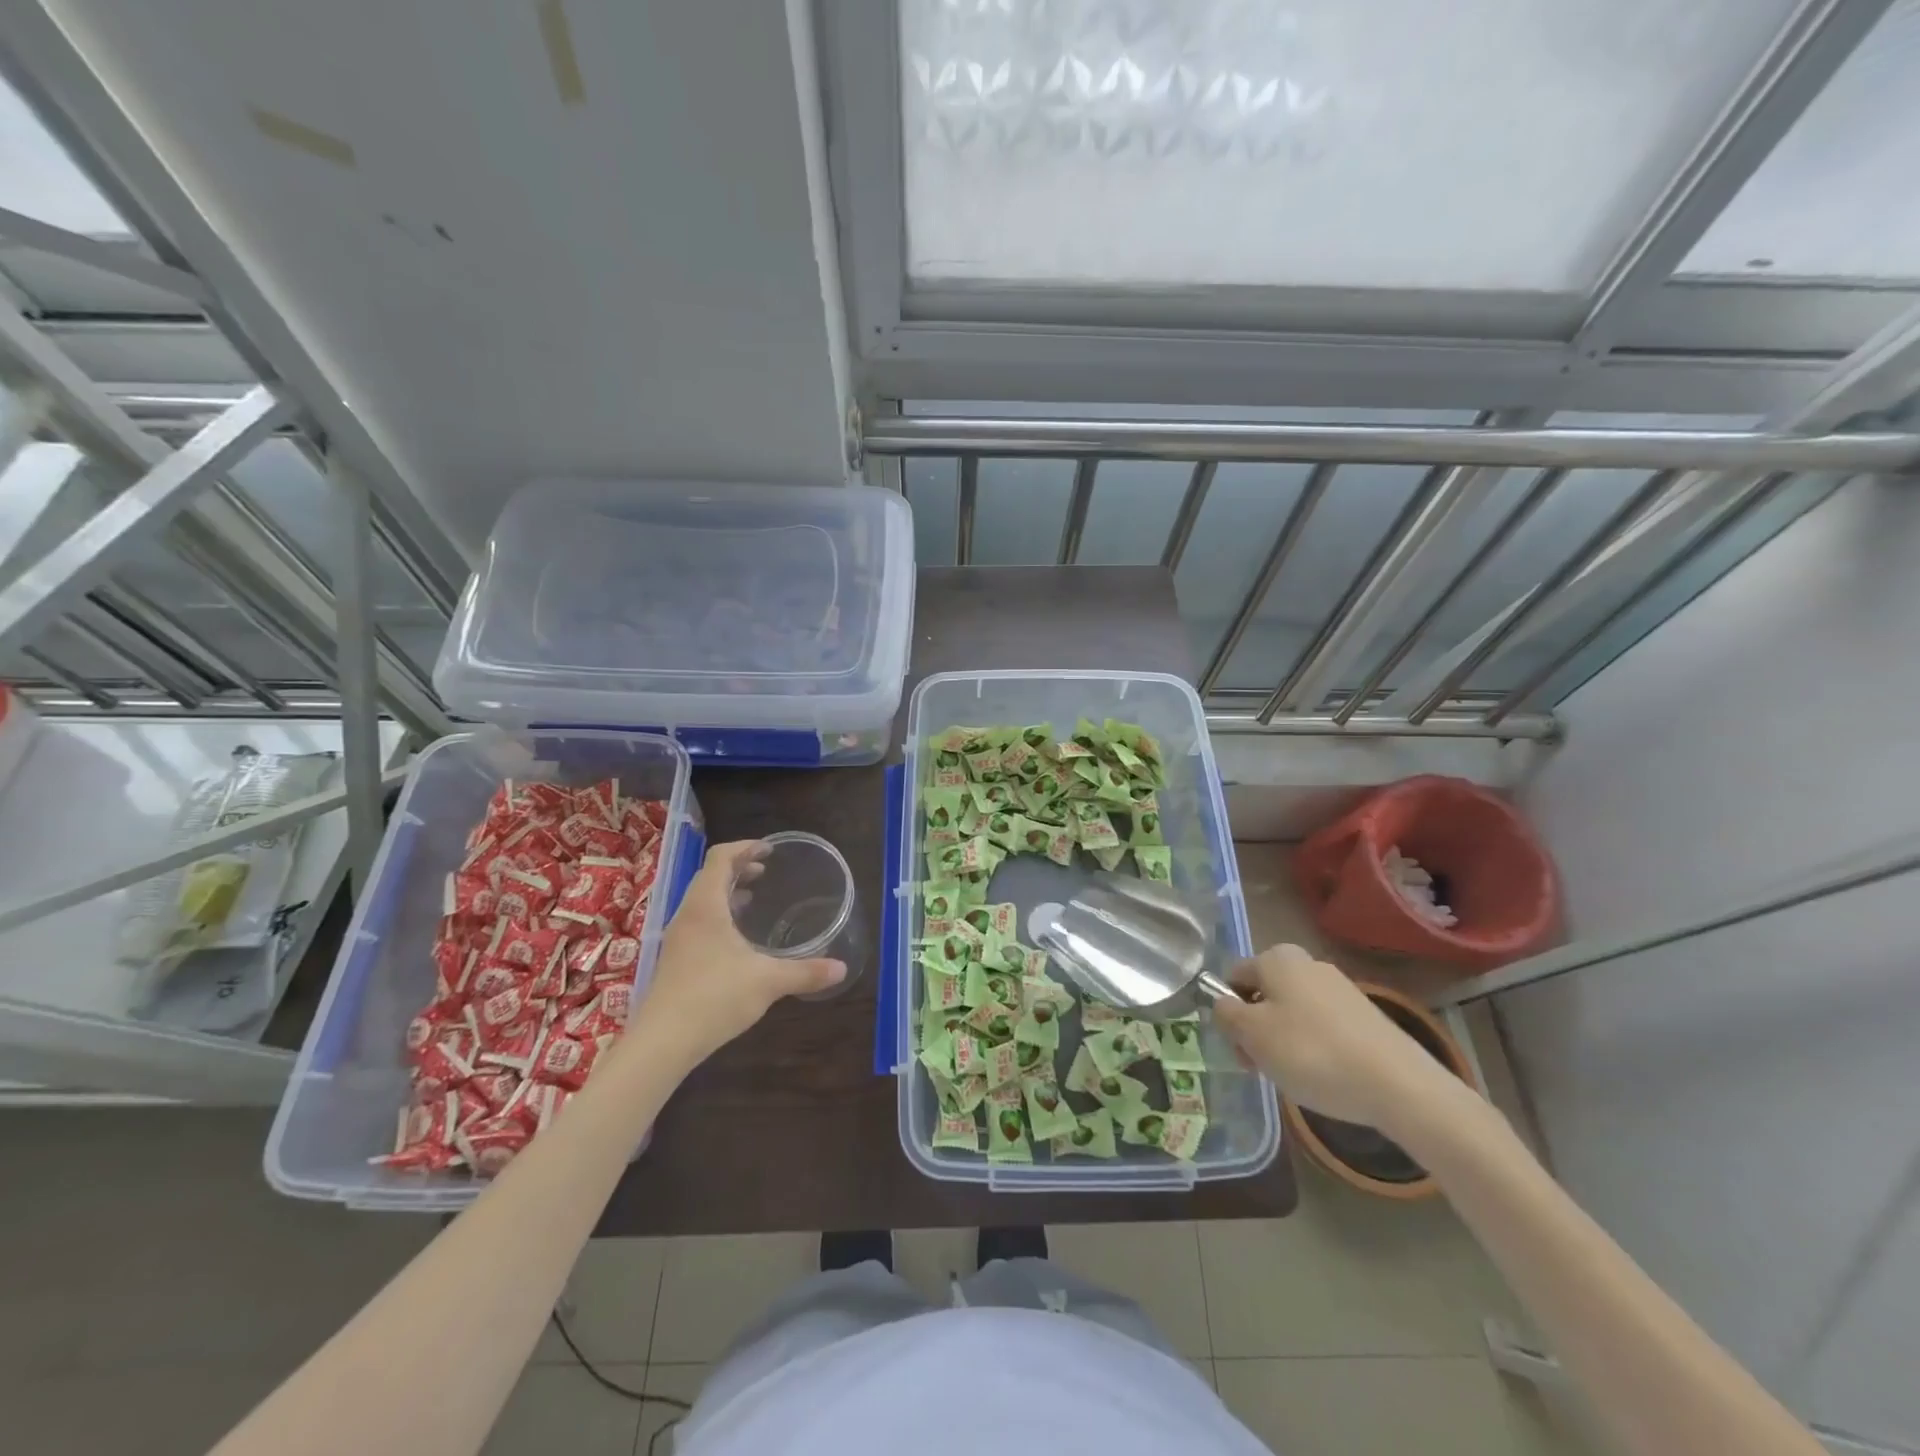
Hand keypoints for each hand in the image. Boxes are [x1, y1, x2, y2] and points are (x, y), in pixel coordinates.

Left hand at [629, 840, 845, 1064]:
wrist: (662, 1042)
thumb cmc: (714, 998)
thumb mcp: (768, 981)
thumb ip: (805, 972)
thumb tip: (841, 969)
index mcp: (706, 906)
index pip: (720, 857)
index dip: (745, 847)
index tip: (770, 850)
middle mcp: (687, 914)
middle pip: (709, 875)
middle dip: (738, 867)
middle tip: (766, 871)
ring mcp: (677, 938)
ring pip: (701, 900)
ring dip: (726, 892)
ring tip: (753, 898)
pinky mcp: (675, 959)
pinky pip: (698, 921)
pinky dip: (719, 915)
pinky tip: (737, 939)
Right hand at [1211, 944, 1463, 1135]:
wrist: (1399, 1085)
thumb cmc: (1312, 1053)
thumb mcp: (1252, 1034)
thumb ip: (1226, 1014)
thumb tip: (1224, 1004)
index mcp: (1277, 958)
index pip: (1233, 977)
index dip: (1229, 1014)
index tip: (1240, 1050)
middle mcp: (1307, 963)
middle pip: (1263, 995)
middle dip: (1256, 1030)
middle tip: (1262, 1068)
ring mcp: (1340, 989)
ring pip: (1292, 1013)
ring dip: (1283, 1042)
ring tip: (1296, 1077)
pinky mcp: (1365, 1016)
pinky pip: (1322, 1028)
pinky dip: (1314, 1049)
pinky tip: (1325, 1076)